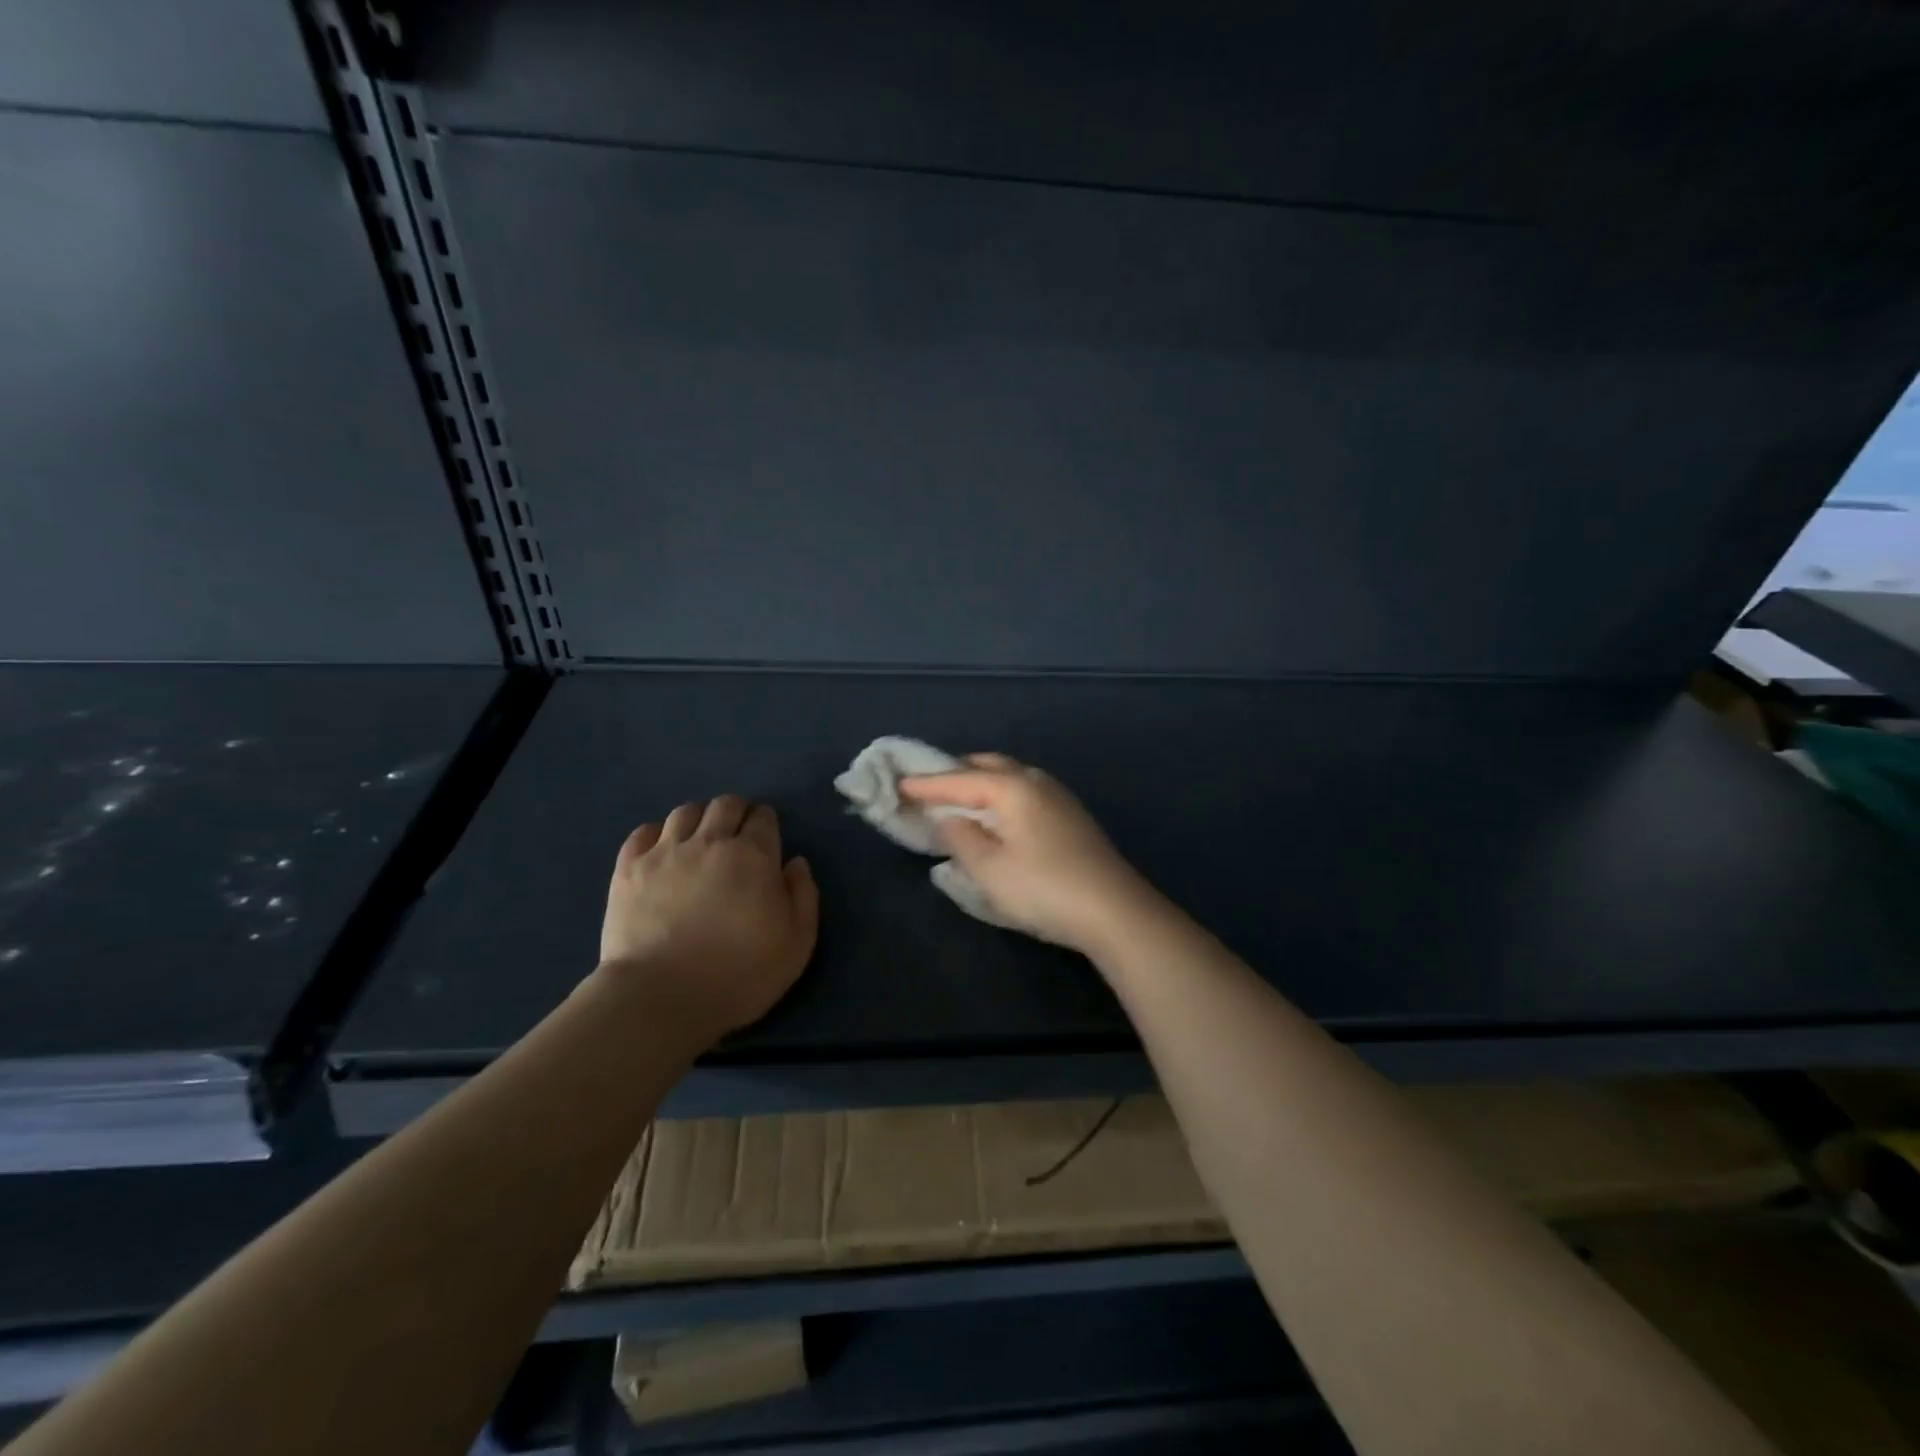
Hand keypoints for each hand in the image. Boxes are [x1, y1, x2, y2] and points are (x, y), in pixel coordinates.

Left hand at [600, 796, 818, 1038]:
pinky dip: (657, 835)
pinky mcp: (628, 869)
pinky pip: (643, 832)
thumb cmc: (739, 975)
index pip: (764, 818)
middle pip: (726, 805)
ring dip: (699, 820)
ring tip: (699, 842)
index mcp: (754, 855)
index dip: (767, 825)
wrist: (660, 998)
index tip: (766, 842)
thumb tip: (795, 863)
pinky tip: (662, 853)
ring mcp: (665, 852)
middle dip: (736, 814)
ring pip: (685, 812)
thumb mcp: (797, 944)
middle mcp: (710, 841)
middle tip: (737, 839)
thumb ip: (803, 896)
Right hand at [900, 755, 1157, 954]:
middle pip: (989, 765)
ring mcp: (1059, 797)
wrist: (1114, 910)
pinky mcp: (1072, 817)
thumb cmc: (1043, 888)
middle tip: (930, 788)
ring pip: (1012, 776)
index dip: (927, 784)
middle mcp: (1036, 781)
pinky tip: (999, 816)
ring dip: (982, 782)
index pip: (959, 778)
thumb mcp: (989, 869)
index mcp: (1012, 787)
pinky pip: (1026, 791)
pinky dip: (1002, 795)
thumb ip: (961, 838)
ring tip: (961, 800)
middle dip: (957, 773)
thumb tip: (948, 818)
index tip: (898, 785)